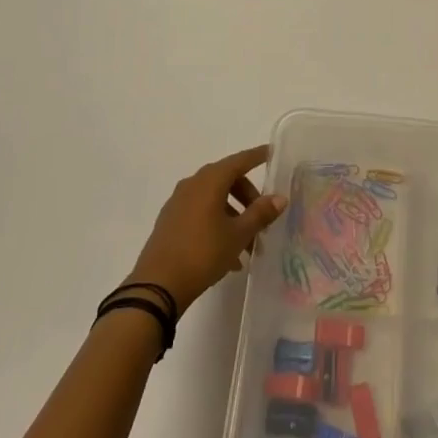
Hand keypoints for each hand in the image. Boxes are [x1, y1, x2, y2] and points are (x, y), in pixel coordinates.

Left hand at [128, 146, 287, 316]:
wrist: (158, 285)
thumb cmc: (203, 253)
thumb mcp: (238, 234)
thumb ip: (260, 213)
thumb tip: (280, 198)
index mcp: (210, 181)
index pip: (240, 161)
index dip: (257, 156)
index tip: (272, 152)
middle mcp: (192, 184)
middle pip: (227, 180)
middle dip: (248, 198)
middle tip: (263, 219)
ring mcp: (178, 202)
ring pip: (214, 200)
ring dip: (234, 216)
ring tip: (248, 247)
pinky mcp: (170, 221)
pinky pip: (201, 213)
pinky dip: (217, 224)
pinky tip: (228, 255)